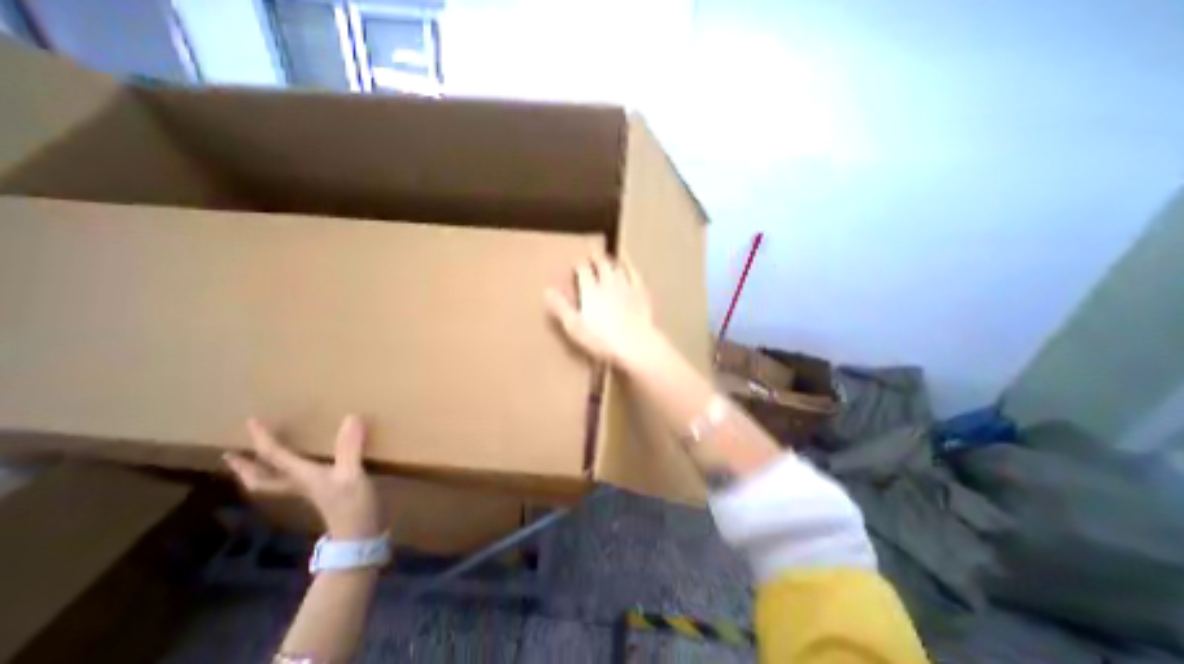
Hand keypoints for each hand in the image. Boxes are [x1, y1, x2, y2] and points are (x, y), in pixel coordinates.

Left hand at [223, 416, 381, 538]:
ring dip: (261, 472)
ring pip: (276, 481)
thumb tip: (350, 417)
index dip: (263, 439)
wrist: (359, 534)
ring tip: (257, 461)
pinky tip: (304, 466)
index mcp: (302, 477)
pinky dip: (289, 473)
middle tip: (231, 455)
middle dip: (245, 467)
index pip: (275, 456)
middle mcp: (300, 484)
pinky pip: (297, 480)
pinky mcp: (325, 493)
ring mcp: (311, 491)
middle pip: (261, 478)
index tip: (251, 421)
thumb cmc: (351, 504)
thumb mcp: (352, 474)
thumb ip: (349, 448)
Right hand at [547, 254, 662, 366]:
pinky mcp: (641, 293)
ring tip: (607, 260)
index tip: (576, 262)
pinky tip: (628, 267)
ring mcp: (626, 286)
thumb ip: (561, 308)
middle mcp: (607, 283)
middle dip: (595, 258)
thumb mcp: (574, 327)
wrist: (634, 344)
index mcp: (590, 290)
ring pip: (617, 267)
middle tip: (592, 254)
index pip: (583, 269)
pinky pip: (634, 275)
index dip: (579, 263)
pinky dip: (629, 268)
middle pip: (601, 264)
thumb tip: (547, 290)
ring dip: (611, 262)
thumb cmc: (601, 339)